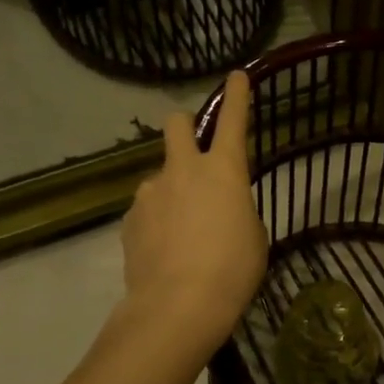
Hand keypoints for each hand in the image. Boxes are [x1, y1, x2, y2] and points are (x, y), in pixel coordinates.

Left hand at [121, 71, 267, 353]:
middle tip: (194, 149)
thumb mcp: (254, 236)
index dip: (237, 95)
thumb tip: (220, 209)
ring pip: (161, 176)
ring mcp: (150, 192)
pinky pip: (148, 209)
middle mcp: (183, 170)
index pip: (232, 120)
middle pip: (177, 124)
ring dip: (172, 191)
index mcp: (223, 170)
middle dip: (186, 126)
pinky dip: (157, 221)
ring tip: (183, 233)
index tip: (236, 76)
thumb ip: (237, 210)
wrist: (178, 306)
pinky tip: (165, 251)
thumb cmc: (233, 269)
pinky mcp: (130, 219)